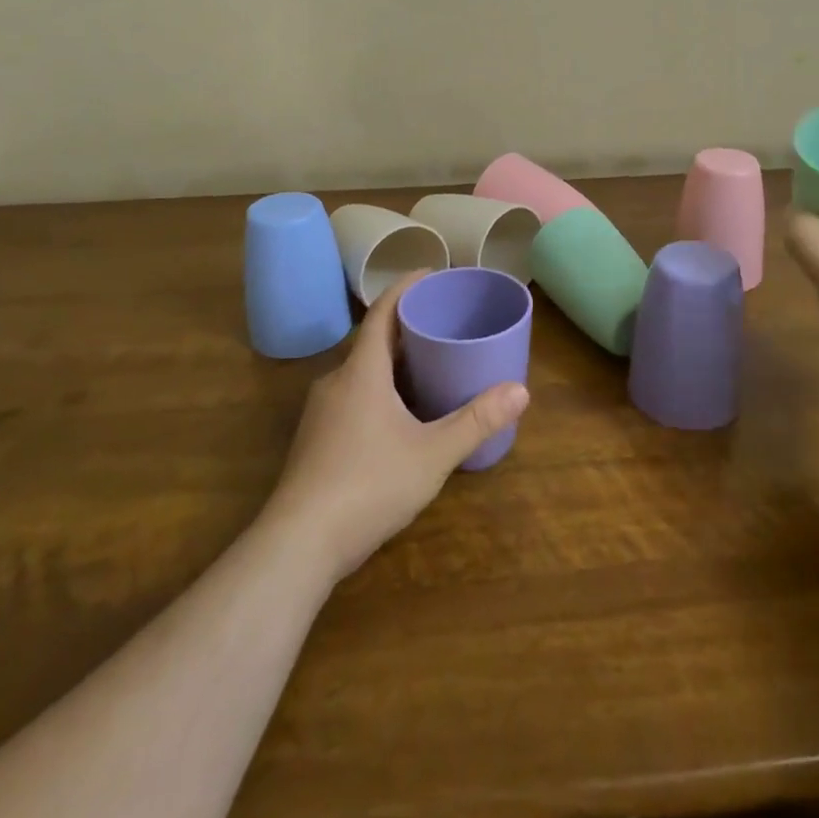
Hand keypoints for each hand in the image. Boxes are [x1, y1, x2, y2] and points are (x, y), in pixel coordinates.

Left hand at [264, 272, 530, 583]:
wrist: (297, 544)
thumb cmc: (368, 485)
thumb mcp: (432, 454)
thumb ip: (476, 421)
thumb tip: (521, 390)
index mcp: (362, 372)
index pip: (382, 313)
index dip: (405, 287)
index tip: (431, 273)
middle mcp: (336, 382)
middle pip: (372, 340)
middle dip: (406, 327)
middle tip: (443, 322)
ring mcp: (321, 412)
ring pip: (361, 371)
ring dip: (392, 361)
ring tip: (429, 364)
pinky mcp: (316, 440)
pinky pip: (352, 396)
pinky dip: (379, 388)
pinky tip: (400, 414)